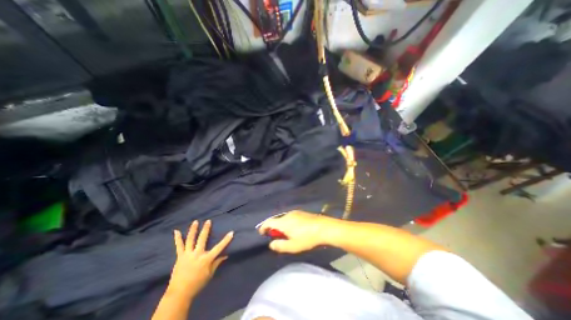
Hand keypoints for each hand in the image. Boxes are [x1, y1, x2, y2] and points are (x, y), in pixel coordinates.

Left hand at [168, 219, 231, 297]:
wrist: (180, 293)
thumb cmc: (197, 283)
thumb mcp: (210, 274)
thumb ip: (217, 263)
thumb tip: (226, 255)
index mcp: (206, 259)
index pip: (219, 247)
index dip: (226, 240)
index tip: (231, 232)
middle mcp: (197, 254)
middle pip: (202, 239)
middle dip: (206, 229)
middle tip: (208, 221)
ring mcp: (188, 254)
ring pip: (190, 239)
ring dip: (193, 230)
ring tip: (195, 222)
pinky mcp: (180, 256)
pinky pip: (179, 246)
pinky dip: (177, 238)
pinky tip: (176, 231)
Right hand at [258, 211, 334, 253]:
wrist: (323, 227)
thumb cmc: (307, 238)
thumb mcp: (293, 246)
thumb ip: (280, 245)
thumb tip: (271, 244)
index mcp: (283, 222)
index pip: (269, 222)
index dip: (263, 227)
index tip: (261, 233)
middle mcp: (287, 214)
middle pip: (276, 219)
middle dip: (272, 227)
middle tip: (274, 236)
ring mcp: (295, 212)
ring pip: (283, 218)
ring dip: (280, 225)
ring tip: (284, 234)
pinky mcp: (301, 212)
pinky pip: (289, 217)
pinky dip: (287, 222)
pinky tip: (293, 228)